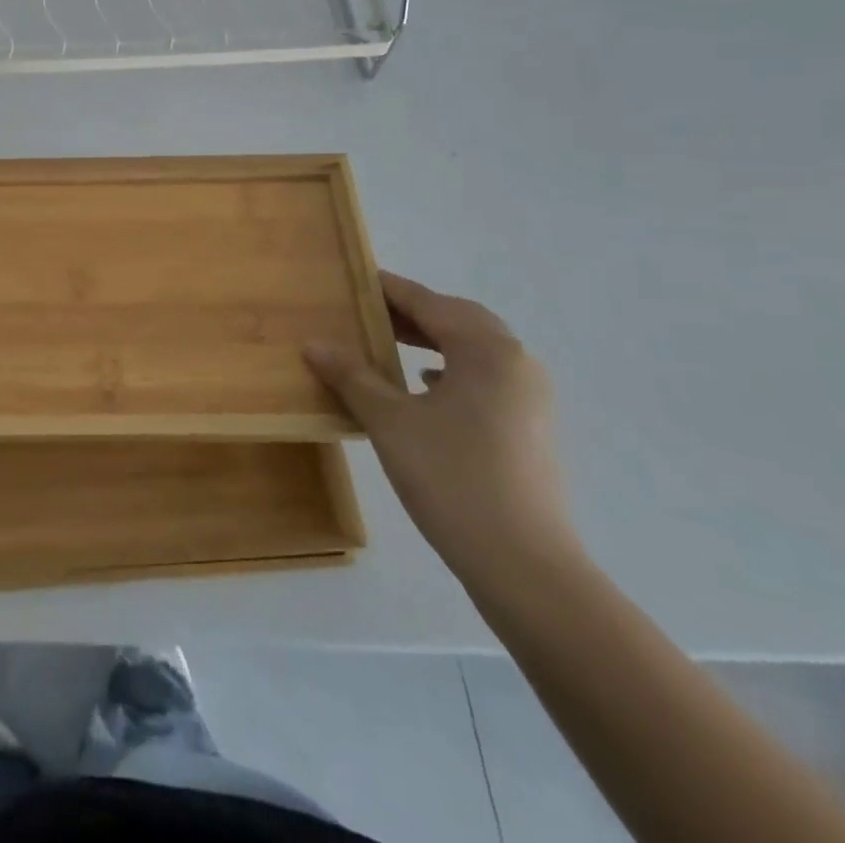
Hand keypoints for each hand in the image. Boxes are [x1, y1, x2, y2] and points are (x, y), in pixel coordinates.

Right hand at [305, 271, 574, 584]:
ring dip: (433, 339)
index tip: (354, 277)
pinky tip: (424, 386)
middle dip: (414, 312)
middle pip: (459, 320)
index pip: (430, 303)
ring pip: (475, 350)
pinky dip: (451, 369)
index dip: (389, 289)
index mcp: (487, 351)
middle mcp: (517, 364)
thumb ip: (352, 377)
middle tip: (367, 310)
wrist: (525, 567)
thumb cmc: (453, 479)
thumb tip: (314, 344)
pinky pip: (484, 379)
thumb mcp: (390, 422)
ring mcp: (529, 399)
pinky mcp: (529, 429)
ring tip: (389, 342)